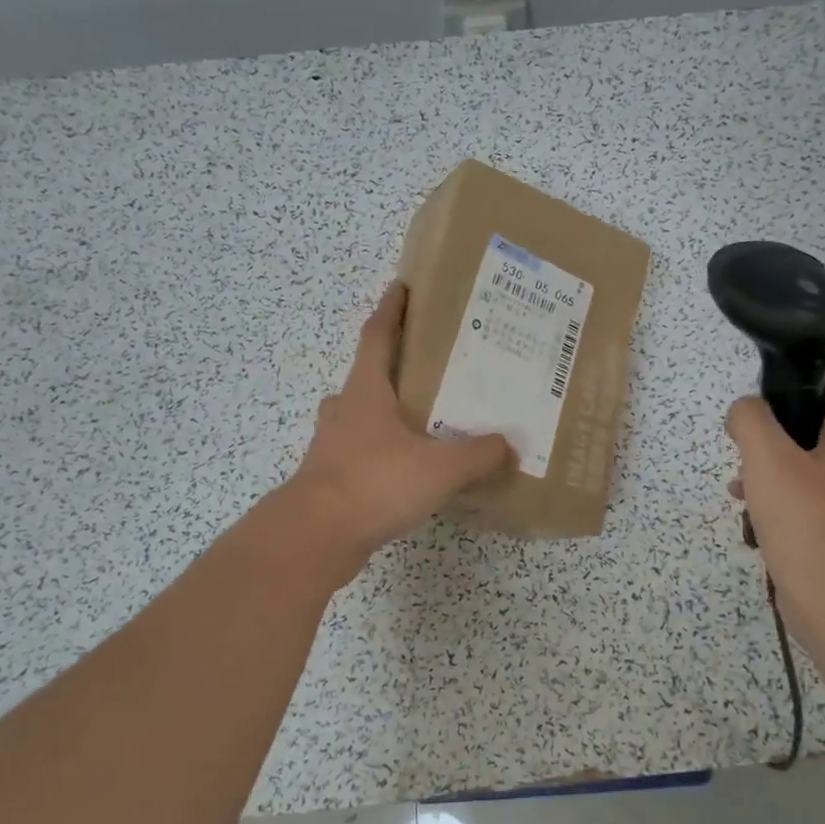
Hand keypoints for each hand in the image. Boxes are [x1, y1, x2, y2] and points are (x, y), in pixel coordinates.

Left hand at [288, 282, 514, 558]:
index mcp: (366, 392)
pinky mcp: (331, 479)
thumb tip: (508, 445)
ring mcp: (333, 446)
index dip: (391, 310)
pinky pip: (362, 454)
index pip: (377, 336)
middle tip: (429, 369)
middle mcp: (345, 411)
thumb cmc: (375, 483)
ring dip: (387, 414)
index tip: (401, 286)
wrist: (316, 537)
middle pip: (367, 376)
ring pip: (361, 417)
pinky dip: (384, 453)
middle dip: (393, 367)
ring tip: (424, 422)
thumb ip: (478, 454)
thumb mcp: (441, 466)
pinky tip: (410, 471)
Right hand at [726, 363, 824, 653]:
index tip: (764, 370)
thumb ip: (750, 420)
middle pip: (812, 417)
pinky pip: (796, 495)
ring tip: (737, 479)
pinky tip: (746, 514)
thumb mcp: (768, 458)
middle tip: (743, 432)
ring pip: (798, 458)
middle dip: (772, 421)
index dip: (804, 363)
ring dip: (764, 462)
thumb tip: (743, 412)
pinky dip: (770, 496)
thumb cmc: (808, 521)